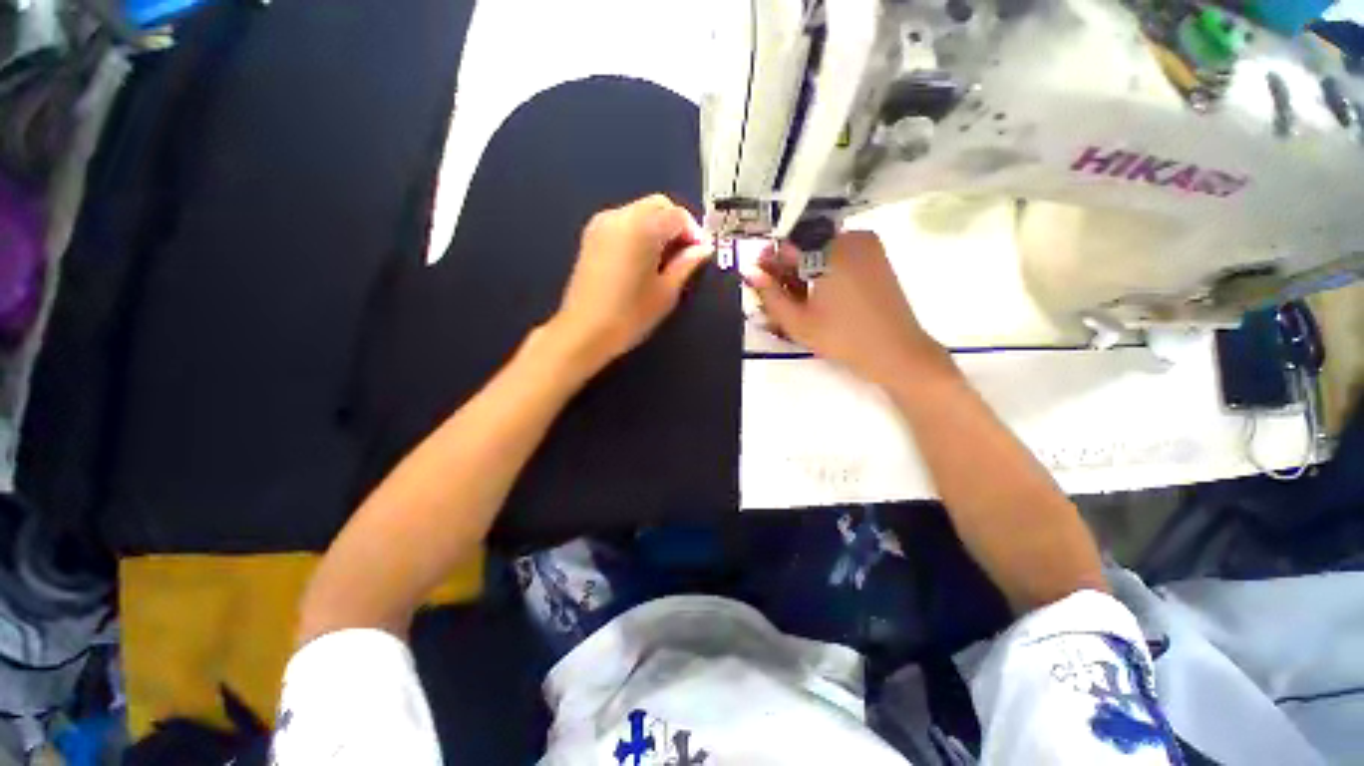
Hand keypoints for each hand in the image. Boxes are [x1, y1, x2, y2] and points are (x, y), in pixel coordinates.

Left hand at [547, 195, 710, 370]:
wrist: (584, 331)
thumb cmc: (630, 315)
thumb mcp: (666, 292)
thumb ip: (686, 264)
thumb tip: (703, 249)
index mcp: (642, 227)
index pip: (678, 215)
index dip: (694, 232)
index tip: (700, 254)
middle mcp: (620, 216)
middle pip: (658, 205)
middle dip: (676, 225)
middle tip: (684, 255)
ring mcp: (601, 224)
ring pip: (640, 212)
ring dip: (658, 227)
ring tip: (665, 259)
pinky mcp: (591, 236)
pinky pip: (624, 222)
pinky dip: (640, 231)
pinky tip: (643, 259)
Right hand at [745, 231, 948, 385]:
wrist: (895, 351)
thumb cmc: (843, 337)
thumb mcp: (798, 321)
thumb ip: (770, 295)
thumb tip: (751, 273)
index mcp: (830, 250)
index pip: (788, 245)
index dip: (769, 261)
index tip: (758, 277)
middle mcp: (851, 238)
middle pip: (806, 246)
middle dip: (787, 267)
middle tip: (776, 293)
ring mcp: (868, 246)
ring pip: (823, 251)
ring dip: (805, 270)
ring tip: (796, 298)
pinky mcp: (877, 258)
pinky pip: (841, 255)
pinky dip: (824, 270)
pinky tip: (818, 295)